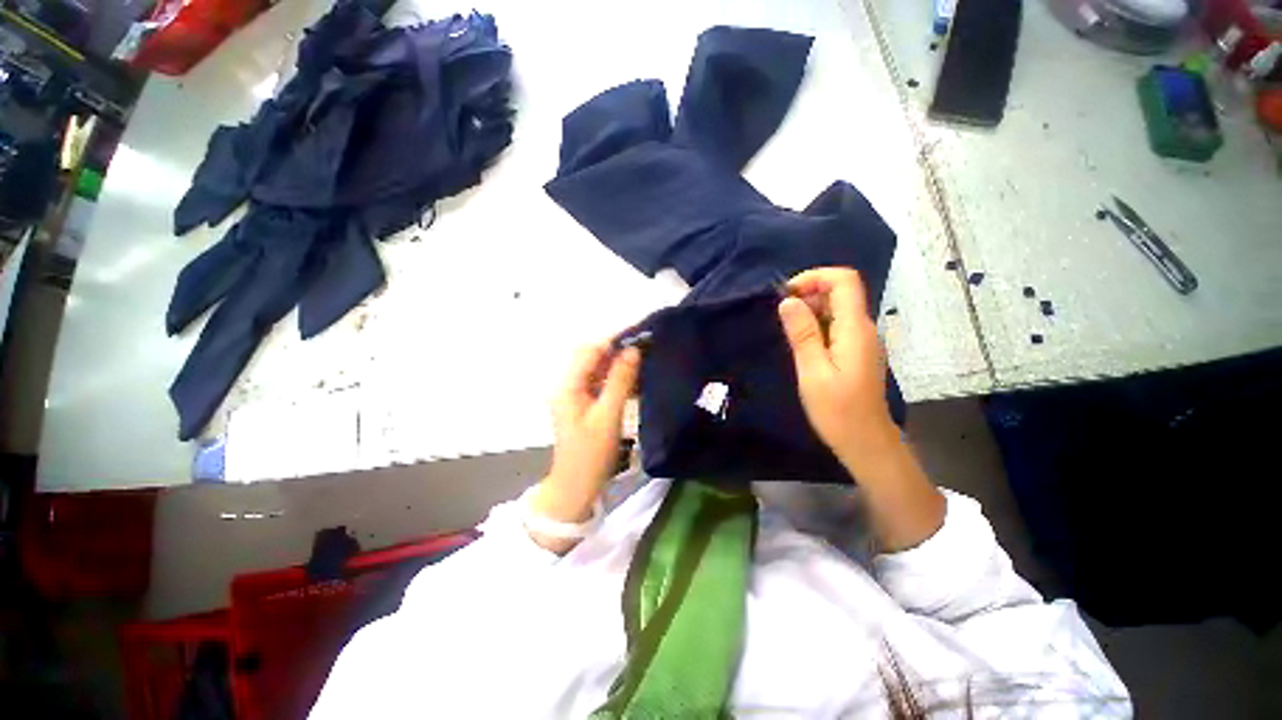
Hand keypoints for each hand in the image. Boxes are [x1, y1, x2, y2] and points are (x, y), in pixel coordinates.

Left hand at [536, 341, 641, 525]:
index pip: (590, 351)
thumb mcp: (608, 415)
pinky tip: (632, 383)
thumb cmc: (591, 453)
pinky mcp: (581, 405)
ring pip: (596, 370)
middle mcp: (567, 385)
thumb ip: (620, 381)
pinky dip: (614, 380)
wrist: (576, 486)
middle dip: (616, 351)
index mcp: (568, 385)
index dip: (613, 341)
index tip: (639, 336)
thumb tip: (633, 351)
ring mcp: (573, 395)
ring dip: (616, 365)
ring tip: (642, 363)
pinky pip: (598, 383)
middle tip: (643, 350)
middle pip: (591, 357)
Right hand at [777, 268, 898, 475]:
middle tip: (780, 314)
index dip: (815, 277)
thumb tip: (788, 301)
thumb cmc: (837, 410)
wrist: (865, 441)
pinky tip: (800, 343)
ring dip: (811, 310)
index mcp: (855, 329)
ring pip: (838, 308)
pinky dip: (816, 324)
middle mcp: (864, 328)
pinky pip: (837, 325)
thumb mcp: (813, 372)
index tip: (786, 294)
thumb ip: (802, 334)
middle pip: (841, 292)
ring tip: (786, 328)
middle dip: (809, 293)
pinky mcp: (856, 351)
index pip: (845, 281)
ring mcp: (862, 340)